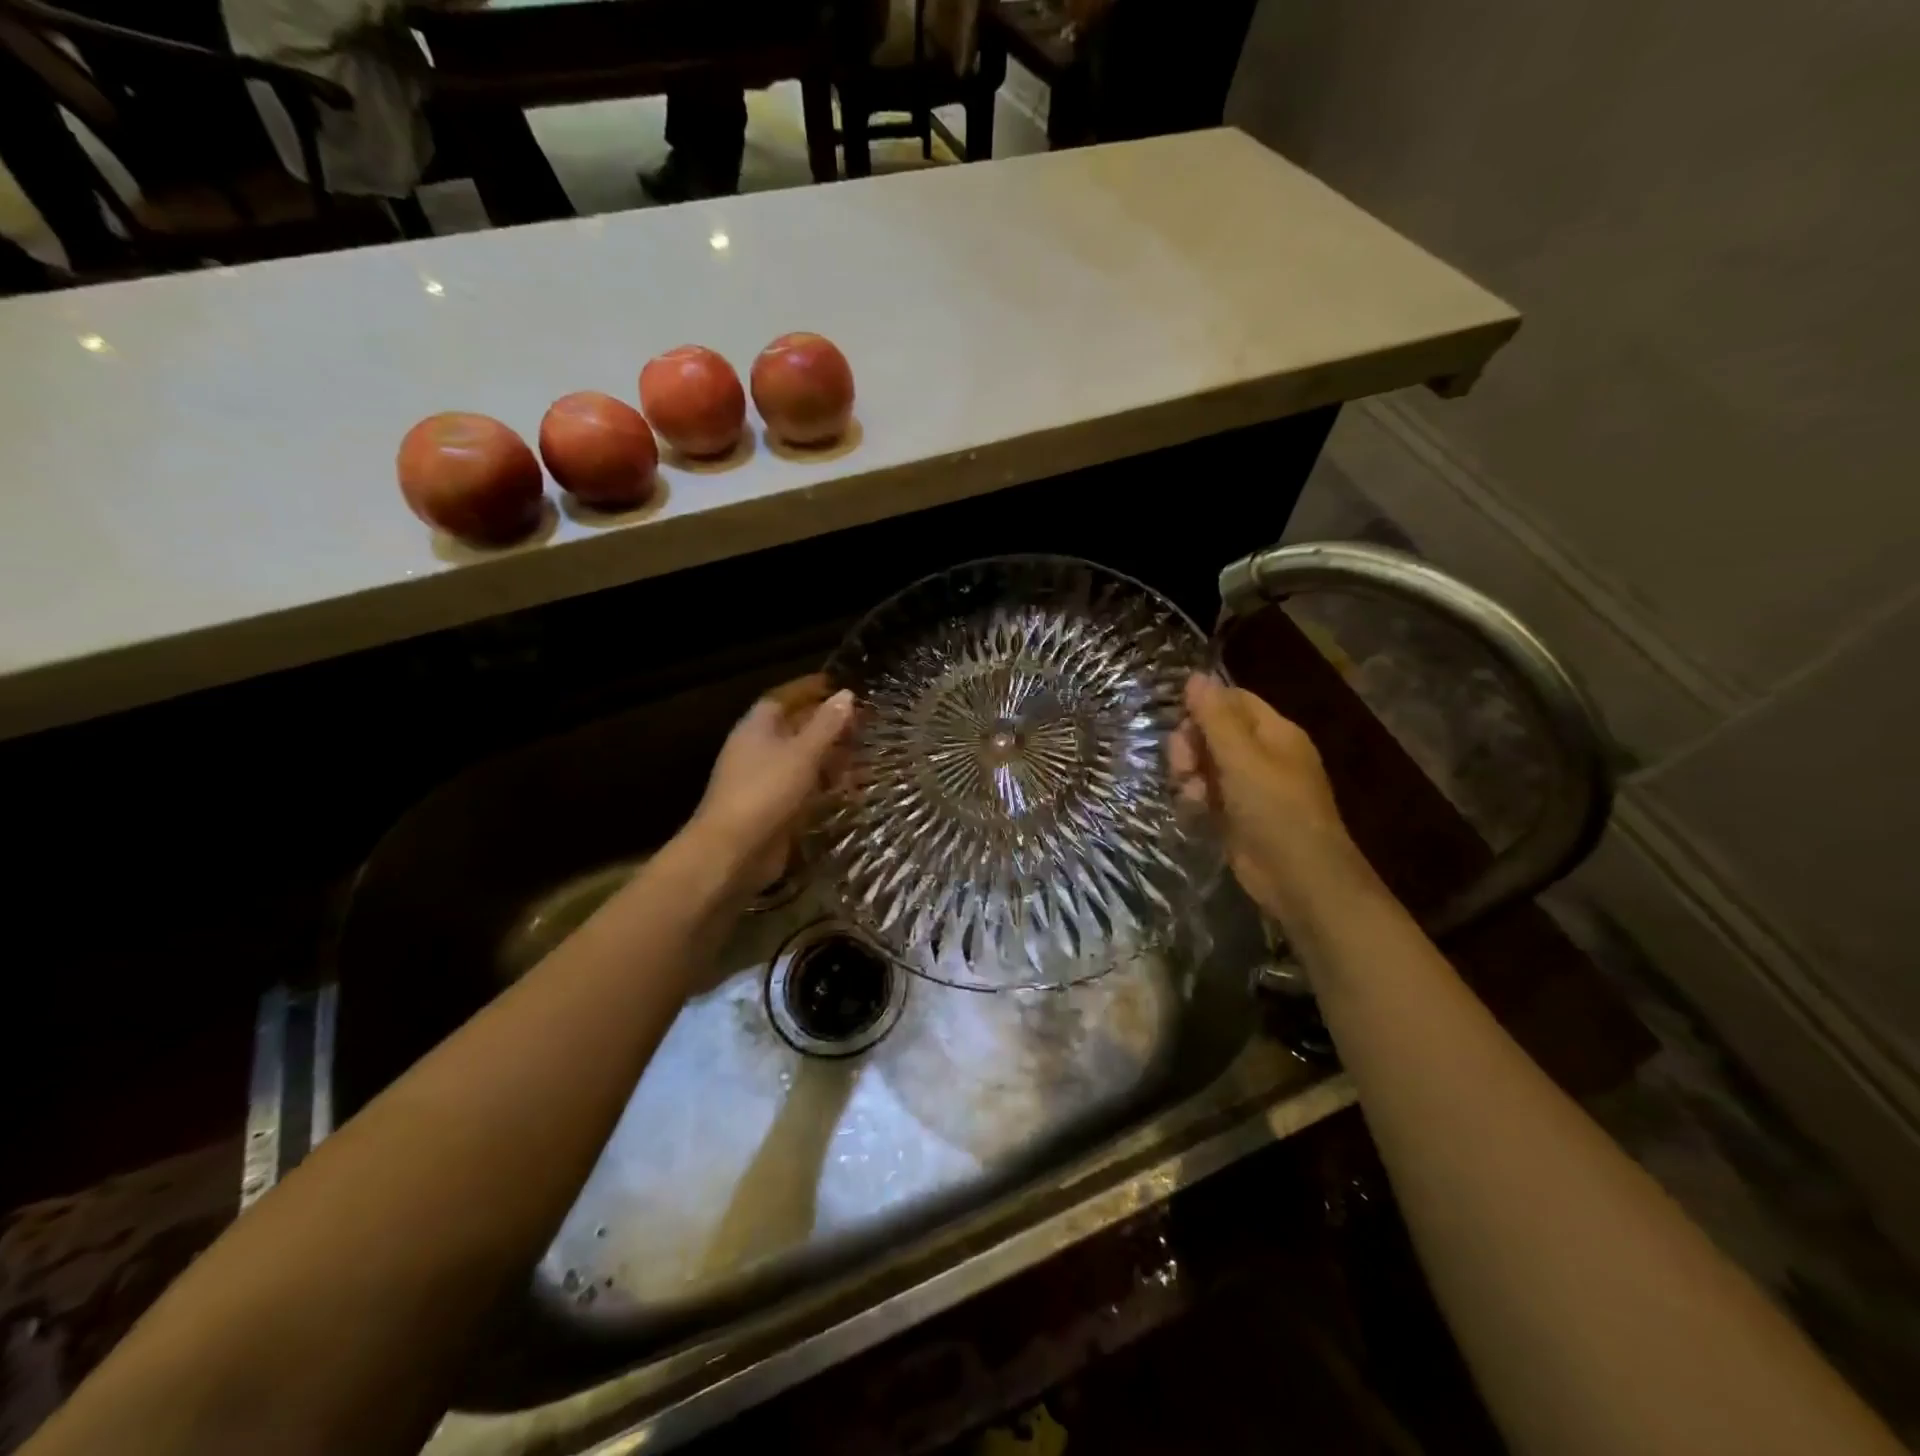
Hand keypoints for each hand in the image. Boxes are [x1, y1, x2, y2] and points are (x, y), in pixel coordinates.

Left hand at [687, 674, 855, 895]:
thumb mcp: (801, 753)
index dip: (811, 690)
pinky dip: (829, 787)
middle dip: (830, 726)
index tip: (842, 686)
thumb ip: (826, 725)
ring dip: (834, 758)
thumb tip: (846, 694)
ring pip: (805, 761)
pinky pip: (807, 790)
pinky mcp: (777, 809)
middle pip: (798, 729)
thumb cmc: (765, 792)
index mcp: (758, 727)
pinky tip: (854, 790)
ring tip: (868, 756)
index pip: (785, 697)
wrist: (733, 852)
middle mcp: (761, 749)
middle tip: (865, 724)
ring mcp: (768, 781)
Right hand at [1171, 673, 1362, 923]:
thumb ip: (1215, 717)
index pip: (1233, 700)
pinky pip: (1208, 793)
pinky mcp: (1238, 814)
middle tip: (1182, 767)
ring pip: (1206, 763)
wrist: (1299, 877)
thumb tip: (1195, 675)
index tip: (1179, 725)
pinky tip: (1194, 809)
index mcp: (1275, 732)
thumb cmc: (1275, 809)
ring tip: (1190, 794)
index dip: (1203, 707)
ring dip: (1190, 774)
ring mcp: (1251, 786)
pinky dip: (1198, 797)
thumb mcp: (1242, 757)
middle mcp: (1264, 754)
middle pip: (1214, 731)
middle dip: (1191, 745)